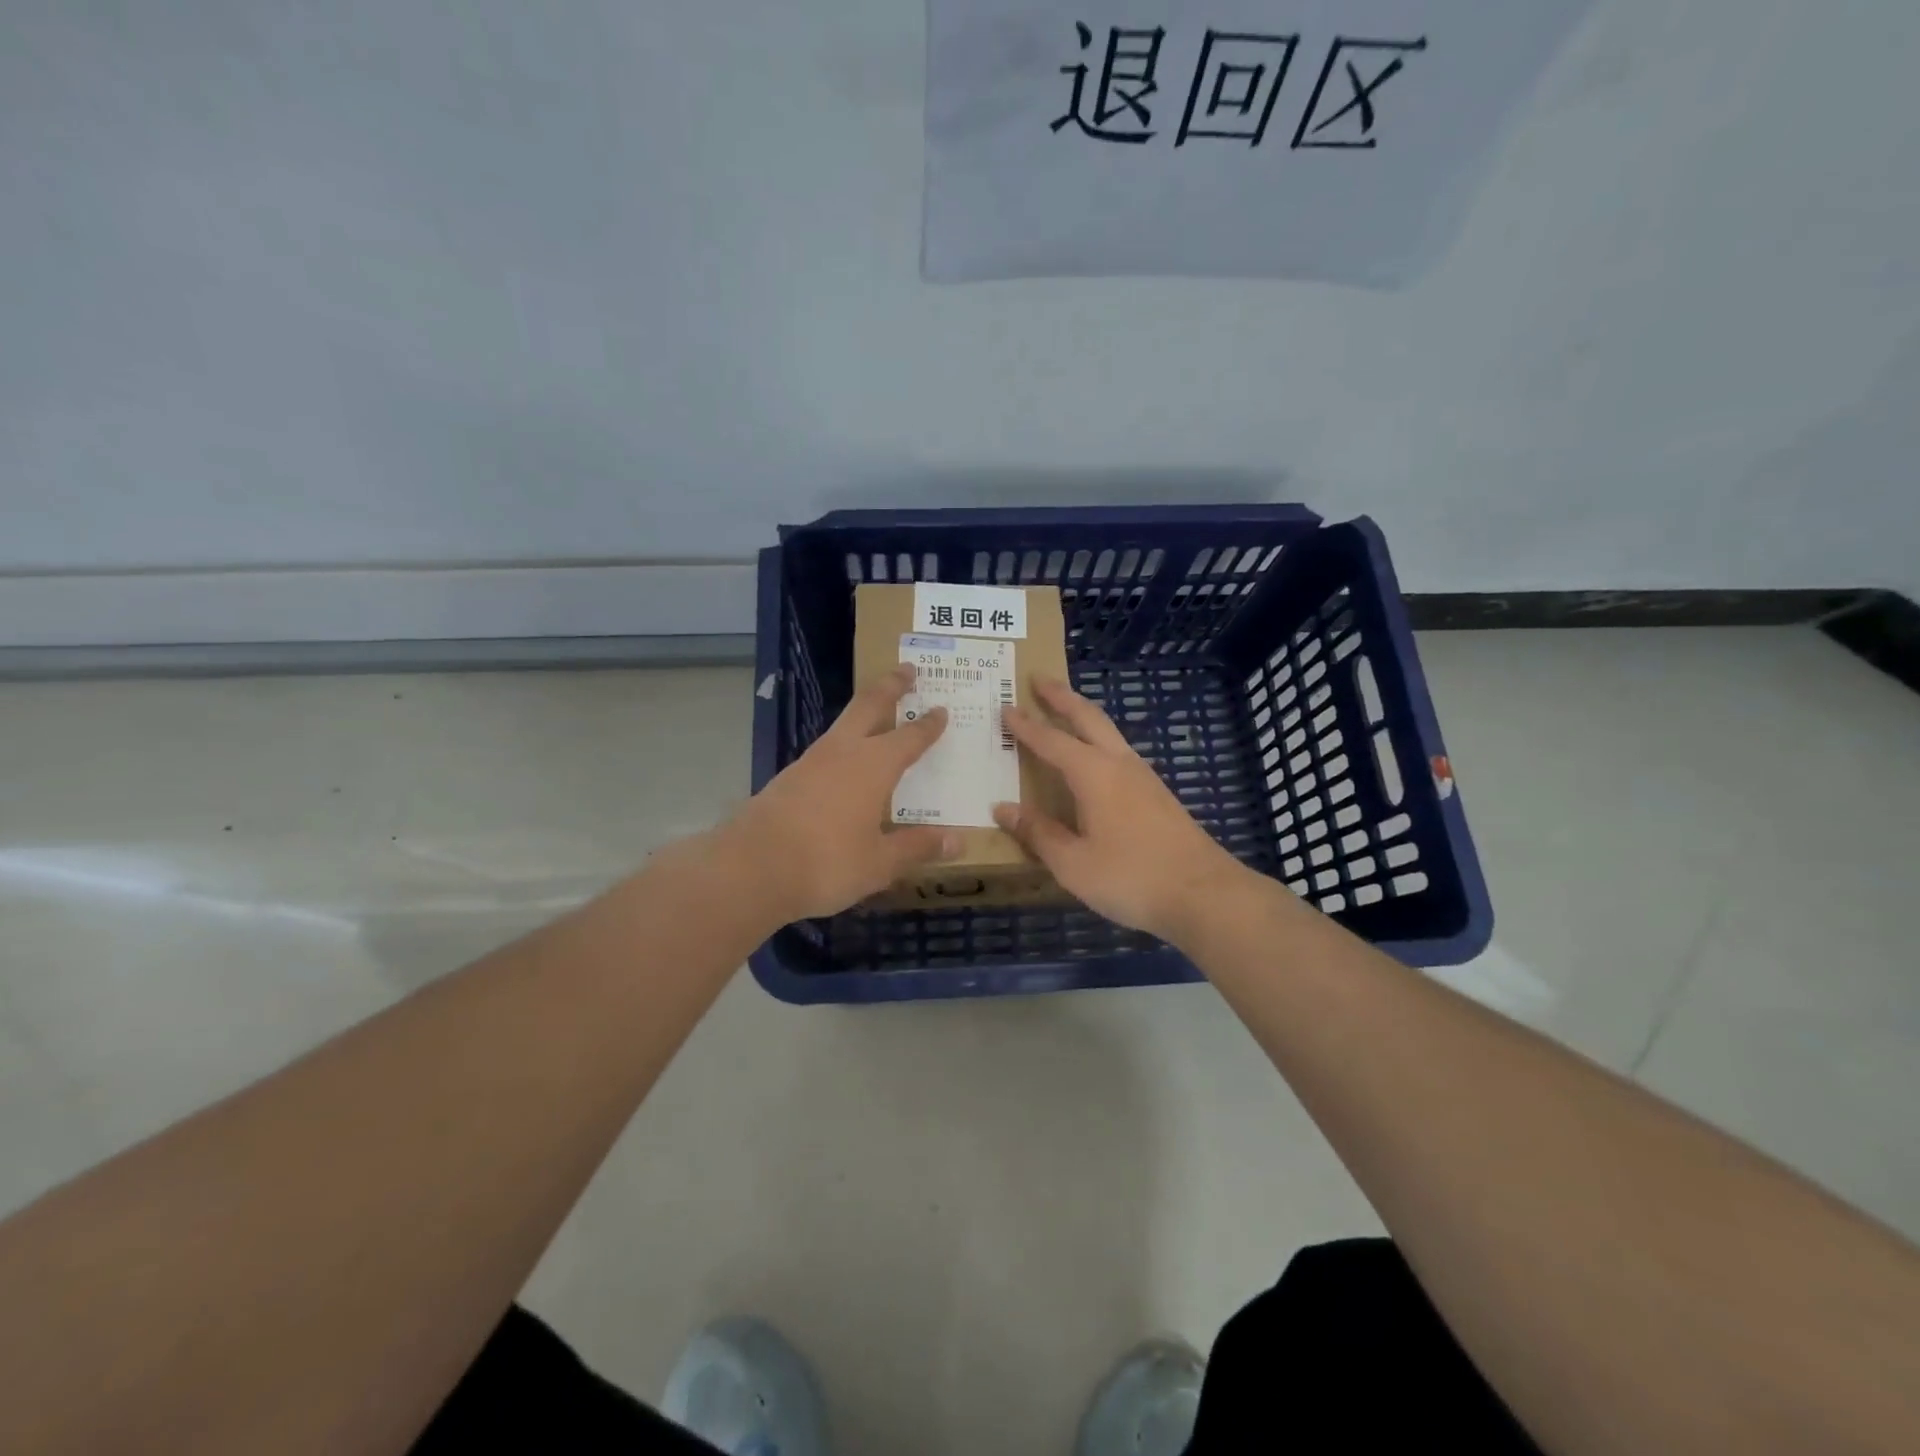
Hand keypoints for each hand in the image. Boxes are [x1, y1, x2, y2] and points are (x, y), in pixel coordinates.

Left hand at [722, 663, 959, 924]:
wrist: (751, 868)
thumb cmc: (826, 863)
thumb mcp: (879, 863)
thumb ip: (917, 848)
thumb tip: (958, 842)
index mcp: (873, 766)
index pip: (909, 737)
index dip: (928, 725)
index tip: (942, 709)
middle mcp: (843, 752)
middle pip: (869, 706)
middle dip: (890, 686)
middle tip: (907, 670)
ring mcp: (810, 762)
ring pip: (843, 725)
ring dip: (863, 712)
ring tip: (877, 715)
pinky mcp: (788, 778)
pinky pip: (826, 750)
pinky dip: (843, 744)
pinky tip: (844, 764)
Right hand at [994, 678, 1244, 941]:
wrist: (1204, 894)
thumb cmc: (1131, 877)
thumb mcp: (1073, 864)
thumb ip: (1038, 833)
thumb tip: (1003, 808)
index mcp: (1093, 774)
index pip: (1051, 741)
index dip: (1025, 726)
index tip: (1005, 707)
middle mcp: (1119, 765)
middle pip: (1088, 718)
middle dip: (1062, 697)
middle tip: (1039, 679)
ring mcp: (1144, 778)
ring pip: (1109, 732)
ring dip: (1084, 715)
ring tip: (1065, 710)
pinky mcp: (1158, 795)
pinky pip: (1119, 753)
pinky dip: (1099, 740)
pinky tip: (1096, 760)